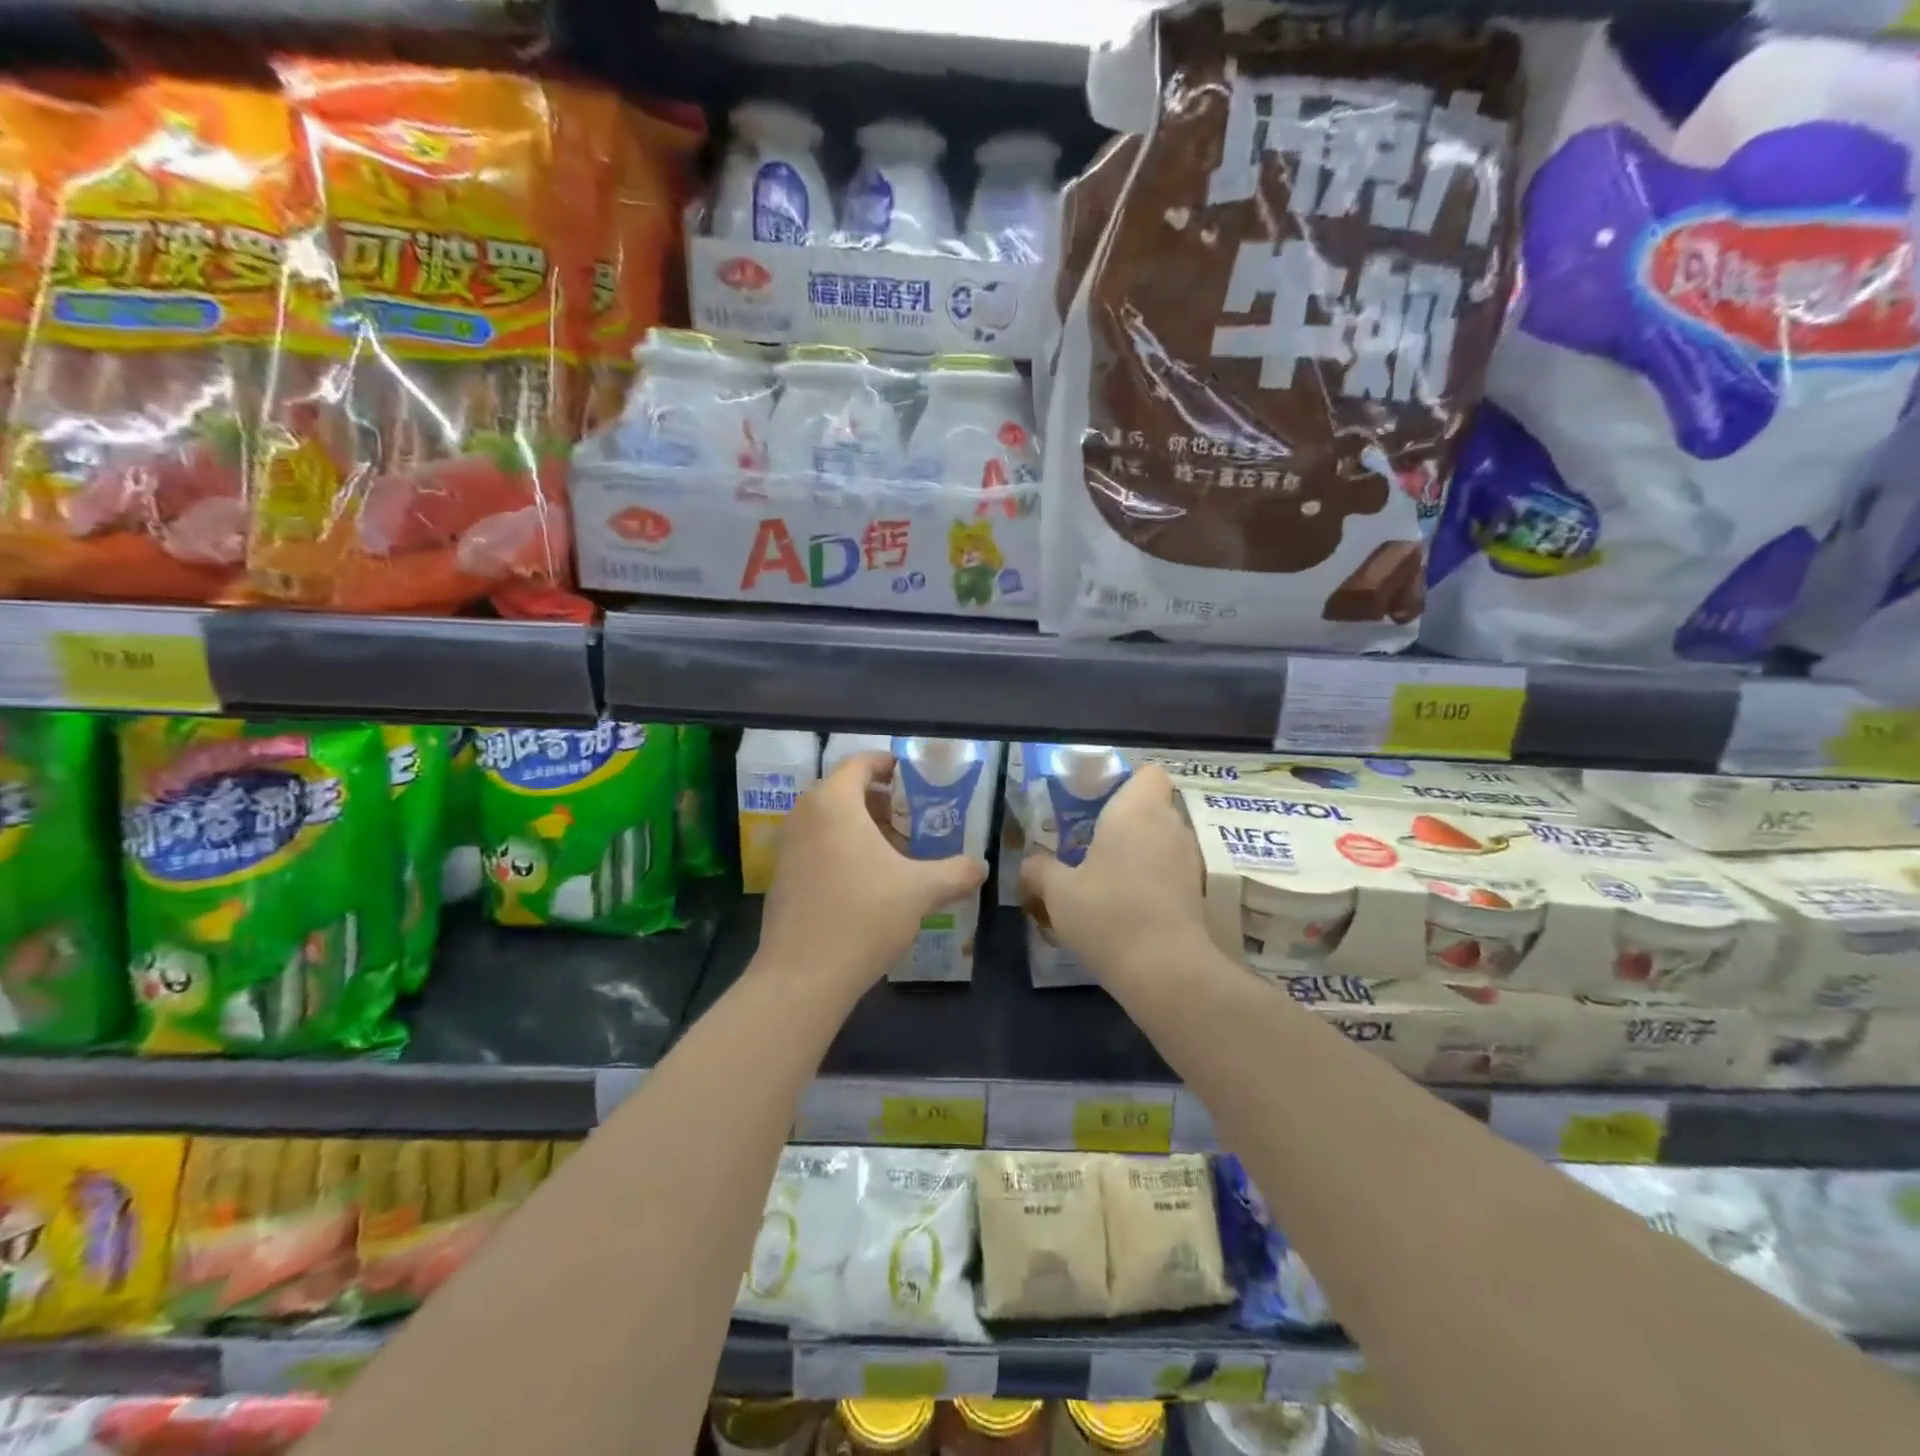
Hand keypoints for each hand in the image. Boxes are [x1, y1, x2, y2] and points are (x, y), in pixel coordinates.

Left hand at [759, 751, 987, 995]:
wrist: (803, 976)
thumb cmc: (864, 916)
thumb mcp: (921, 891)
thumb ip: (956, 872)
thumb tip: (981, 866)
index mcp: (834, 802)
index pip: (859, 763)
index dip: (887, 764)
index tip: (912, 777)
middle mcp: (804, 816)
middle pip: (844, 791)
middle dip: (880, 800)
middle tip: (912, 817)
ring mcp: (787, 848)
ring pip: (829, 821)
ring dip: (862, 827)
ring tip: (896, 851)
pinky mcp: (782, 878)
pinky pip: (816, 846)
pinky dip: (842, 849)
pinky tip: (869, 882)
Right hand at [1019, 764, 1210, 983]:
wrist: (1166, 971)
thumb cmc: (1108, 914)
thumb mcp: (1057, 892)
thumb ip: (1039, 870)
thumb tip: (1030, 863)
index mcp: (1136, 811)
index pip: (1148, 773)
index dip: (1125, 782)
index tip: (1096, 803)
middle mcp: (1169, 826)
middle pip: (1152, 807)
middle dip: (1124, 820)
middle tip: (1089, 841)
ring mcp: (1188, 860)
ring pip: (1162, 840)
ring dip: (1138, 851)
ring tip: (1104, 876)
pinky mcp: (1196, 892)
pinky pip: (1169, 870)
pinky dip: (1151, 879)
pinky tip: (1124, 904)